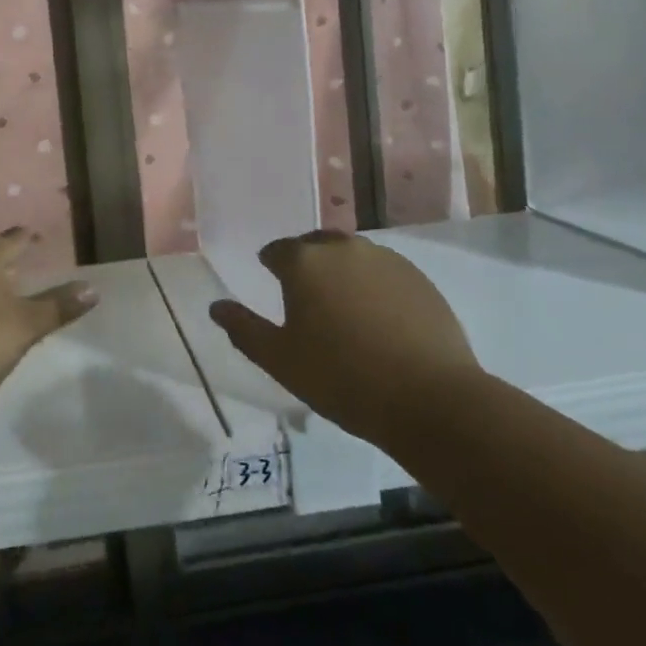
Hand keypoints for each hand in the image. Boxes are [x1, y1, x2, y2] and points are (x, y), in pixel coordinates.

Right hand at [209, 230, 481, 445]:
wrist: (430, 399)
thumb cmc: (342, 379)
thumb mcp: (280, 360)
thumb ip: (243, 328)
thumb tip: (216, 306)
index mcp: (304, 262)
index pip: (276, 251)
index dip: (271, 266)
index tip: (273, 285)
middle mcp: (343, 248)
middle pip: (315, 246)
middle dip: (306, 264)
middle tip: (306, 298)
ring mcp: (386, 259)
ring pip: (352, 256)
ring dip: (341, 272)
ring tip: (344, 308)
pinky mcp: (418, 278)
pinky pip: (384, 272)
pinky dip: (374, 285)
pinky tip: (379, 318)